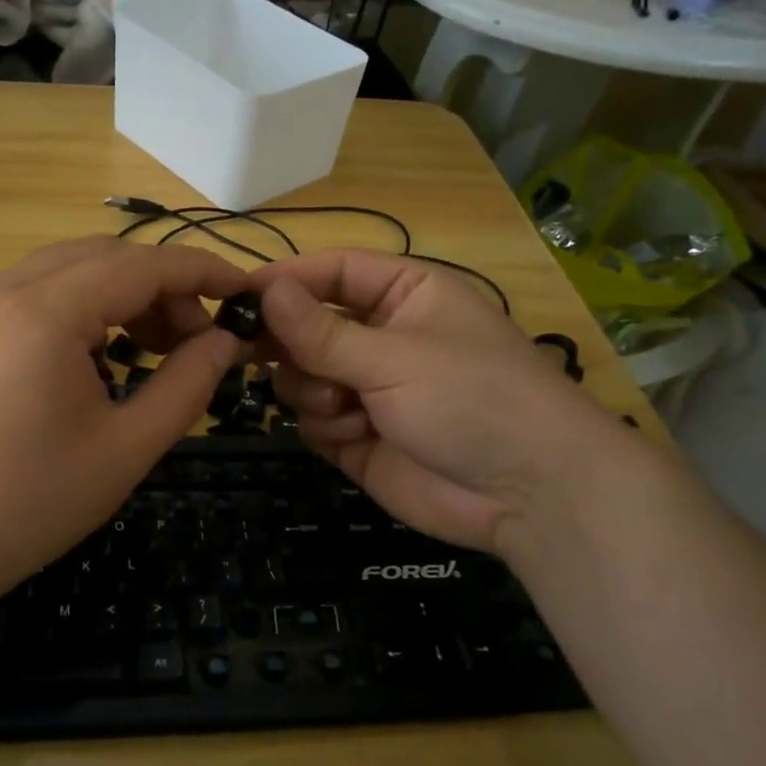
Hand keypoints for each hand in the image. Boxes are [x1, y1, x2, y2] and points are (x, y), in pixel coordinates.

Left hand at [0, 238, 250, 614]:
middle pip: (105, 257)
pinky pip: (37, 292)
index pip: (142, 265)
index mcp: (44, 311)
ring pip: (69, 269)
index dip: (201, 272)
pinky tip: (100, 355)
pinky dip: (82, 307)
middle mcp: (3, 287)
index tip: (244, 292)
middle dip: (163, 286)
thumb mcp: (126, 449)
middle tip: (200, 339)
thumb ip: (186, 385)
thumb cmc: (28, 505)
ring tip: (157, 347)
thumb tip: (225, 341)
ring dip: (122, 294)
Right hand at [251, 250, 629, 553]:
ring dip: (313, 390)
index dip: (286, 280)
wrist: (528, 494)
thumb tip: (263, 288)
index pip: (332, 271)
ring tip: (345, 406)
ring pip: (302, 375)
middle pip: (307, 325)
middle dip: (287, 343)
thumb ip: (320, 330)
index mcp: (404, 294)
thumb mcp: (393, 357)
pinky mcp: (358, 435)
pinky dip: (327, 426)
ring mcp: (368, 388)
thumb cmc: (471, 399)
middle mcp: (381, 336)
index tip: (237, 296)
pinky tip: (357, 436)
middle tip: (247, 352)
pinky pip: (313, 418)